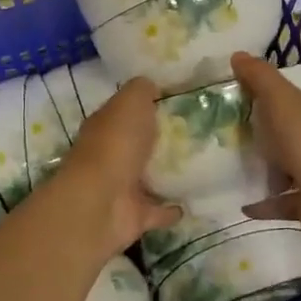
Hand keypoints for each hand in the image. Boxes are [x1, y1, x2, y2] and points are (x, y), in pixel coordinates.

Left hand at [59, 77, 181, 258]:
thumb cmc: (116, 144)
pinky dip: (171, 209)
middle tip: (196, 131)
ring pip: (147, 177)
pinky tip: (192, 202)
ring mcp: (121, 188)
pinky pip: (158, 210)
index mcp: (105, 125)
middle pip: (137, 144)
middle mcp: (110, 155)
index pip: (125, 111)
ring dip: (166, 173)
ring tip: (199, 164)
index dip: (146, 104)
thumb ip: (142, 90)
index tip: (176, 99)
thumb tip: (152, 85)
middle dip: (158, 138)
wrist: (101, 203)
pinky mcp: (135, 216)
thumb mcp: (131, 102)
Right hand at [232, 53, 300, 250]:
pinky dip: (265, 202)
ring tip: (229, 166)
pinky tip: (240, 202)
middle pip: (293, 132)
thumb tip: (237, 54)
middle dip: (267, 134)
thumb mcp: (281, 98)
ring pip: (289, 168)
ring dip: (265, 170)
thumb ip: (259, 77)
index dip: (275, 95)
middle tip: (229, 133)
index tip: (244, 98)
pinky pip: (284, 201)